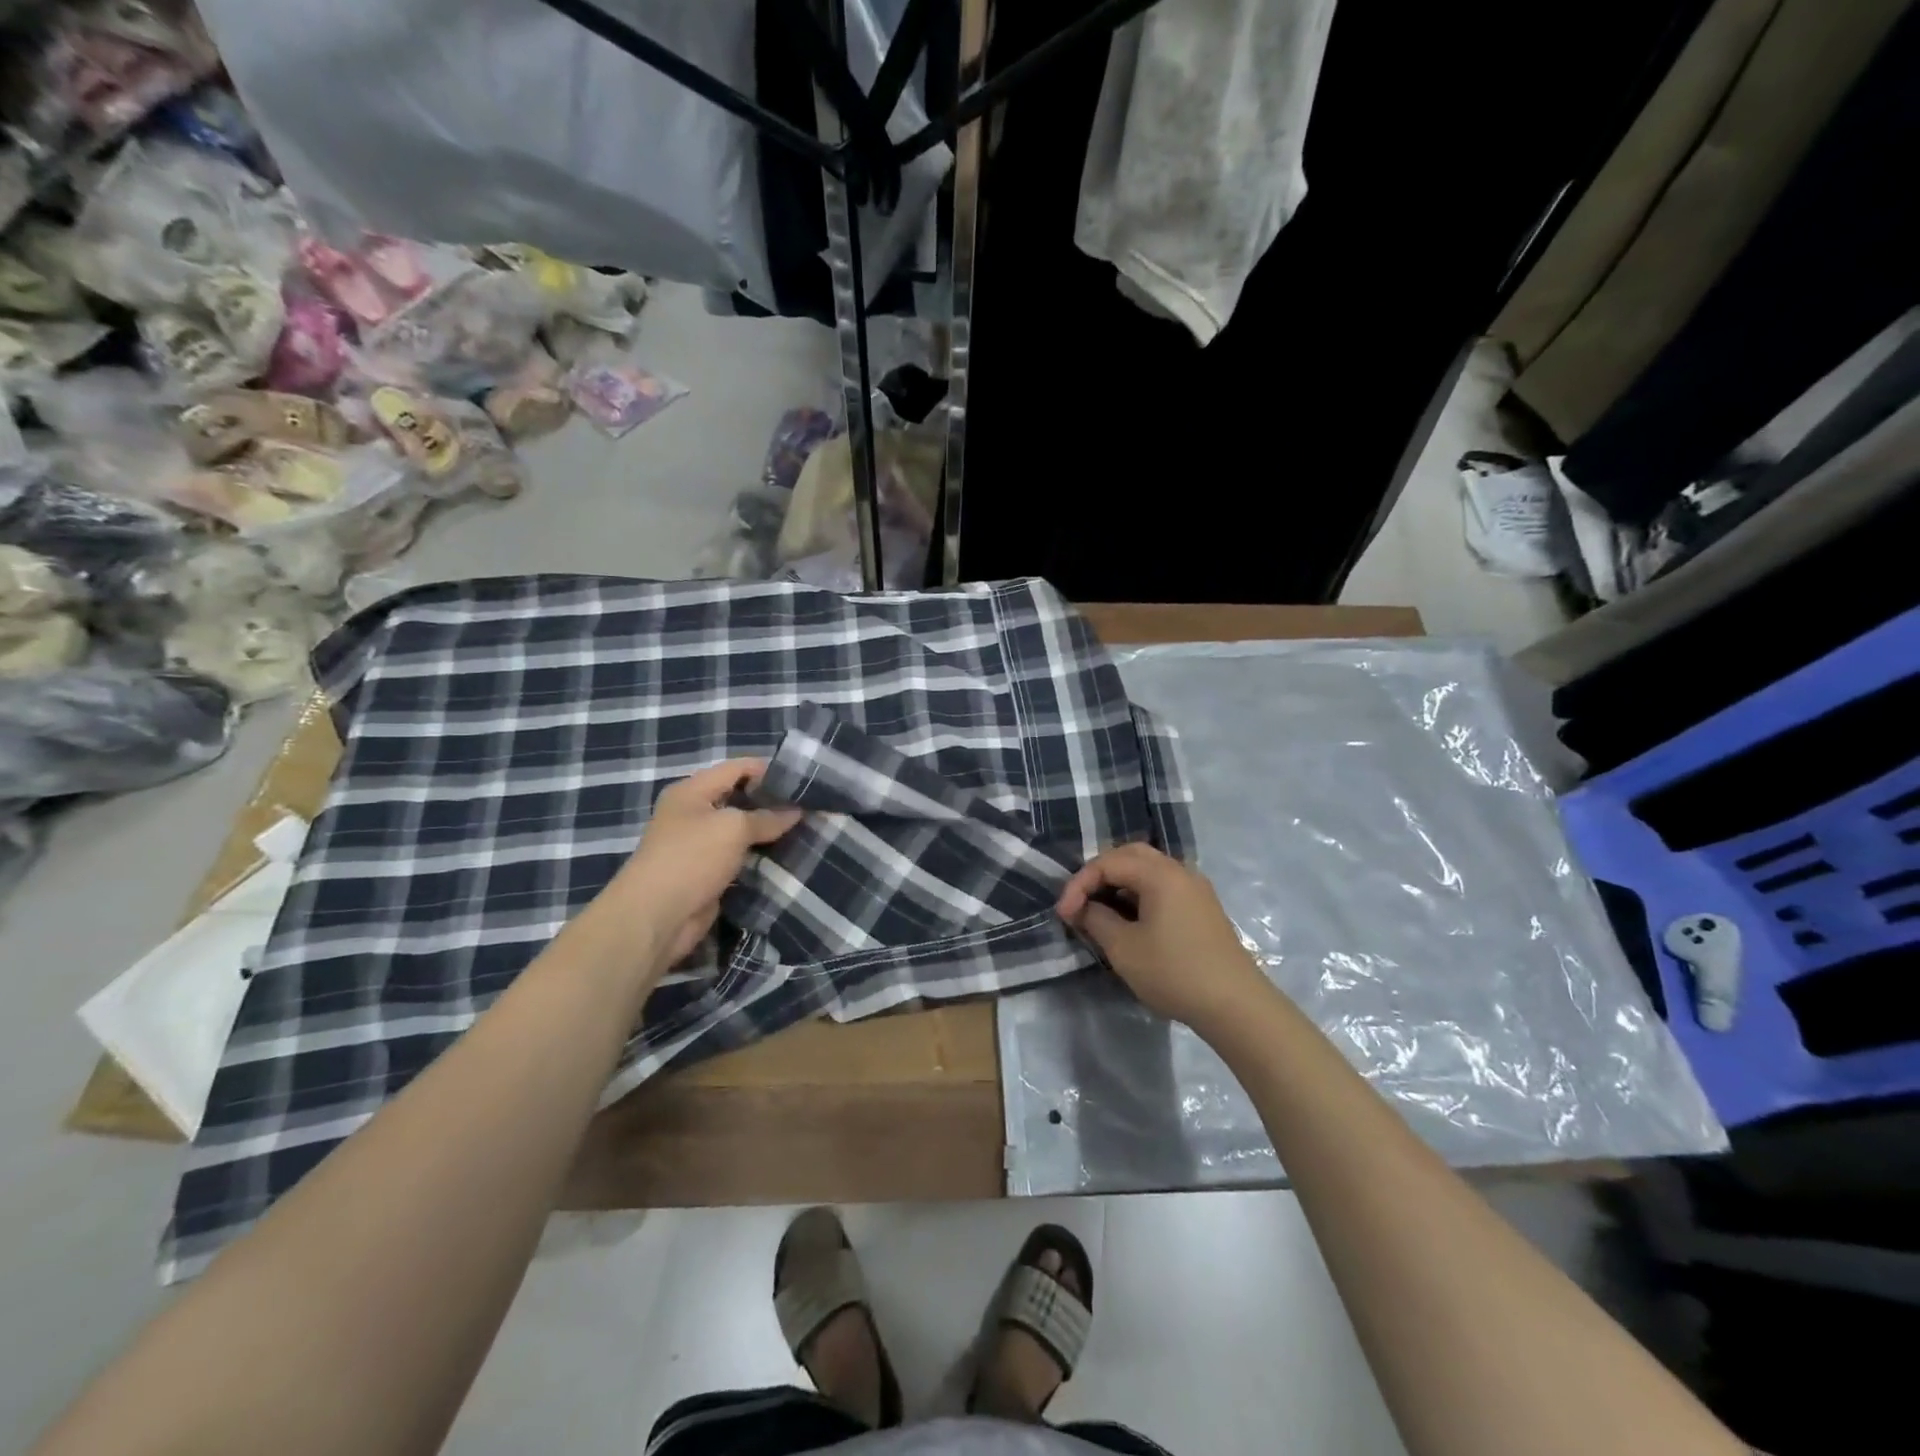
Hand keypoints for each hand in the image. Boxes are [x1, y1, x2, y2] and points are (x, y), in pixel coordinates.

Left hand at [596, 759, 801, 969]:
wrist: (656, 917)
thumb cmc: (691, 858)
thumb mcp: (733, 828)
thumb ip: (767, 817)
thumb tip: (796, 811)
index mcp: (692, 790)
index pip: (737, 767)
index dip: (770, 770)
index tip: (802, 781)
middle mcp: (694, 812)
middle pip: (740, 797)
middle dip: (772, 802)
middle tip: (808, 806)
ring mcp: (699, 844)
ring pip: (742, 830)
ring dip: (768, 832)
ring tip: (805, 829)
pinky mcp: (707, 872)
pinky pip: (739, 856)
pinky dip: (760, 856)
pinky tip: (787, 855)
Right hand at [1057, 842, 1272, 1033]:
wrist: (1236, 1006)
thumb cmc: (1174, 972)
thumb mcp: (1124, 949)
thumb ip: (1096, 919)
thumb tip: (1084, 908)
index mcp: (1160, 874)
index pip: (1108, 862)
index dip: (1079, 884)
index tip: (1063, 914)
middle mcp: (1180, 871)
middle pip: (1130, 855)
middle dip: (1099, 875)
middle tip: (1079, 900)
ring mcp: (1195, 889)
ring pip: (1148, 871)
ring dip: (1119, 884)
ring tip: (1099, 911)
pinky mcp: (1202, 908)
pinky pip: (1163, 887)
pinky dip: (1139, 895)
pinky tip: (1129, 920)